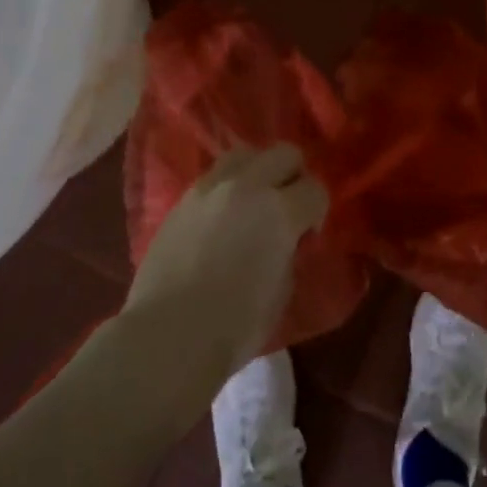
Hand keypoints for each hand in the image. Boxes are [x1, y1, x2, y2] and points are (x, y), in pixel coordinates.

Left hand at [123, 143, 328, 381]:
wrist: (169, 333)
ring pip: (245, 154)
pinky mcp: (183, 198)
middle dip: (293, 176)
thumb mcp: (282, 290)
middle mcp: (247, 186)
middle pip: (284, 153)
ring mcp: (210, 187)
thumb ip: (289, 251)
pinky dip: (228, 187)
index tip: (308, 233)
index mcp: (280, 211)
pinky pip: (215, 176)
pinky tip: (223, 216)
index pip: (315, 189)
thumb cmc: (235, 325)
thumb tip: (285, 239)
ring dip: (258, 172)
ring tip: (252, 203)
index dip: (317, 210)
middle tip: (287, 208)